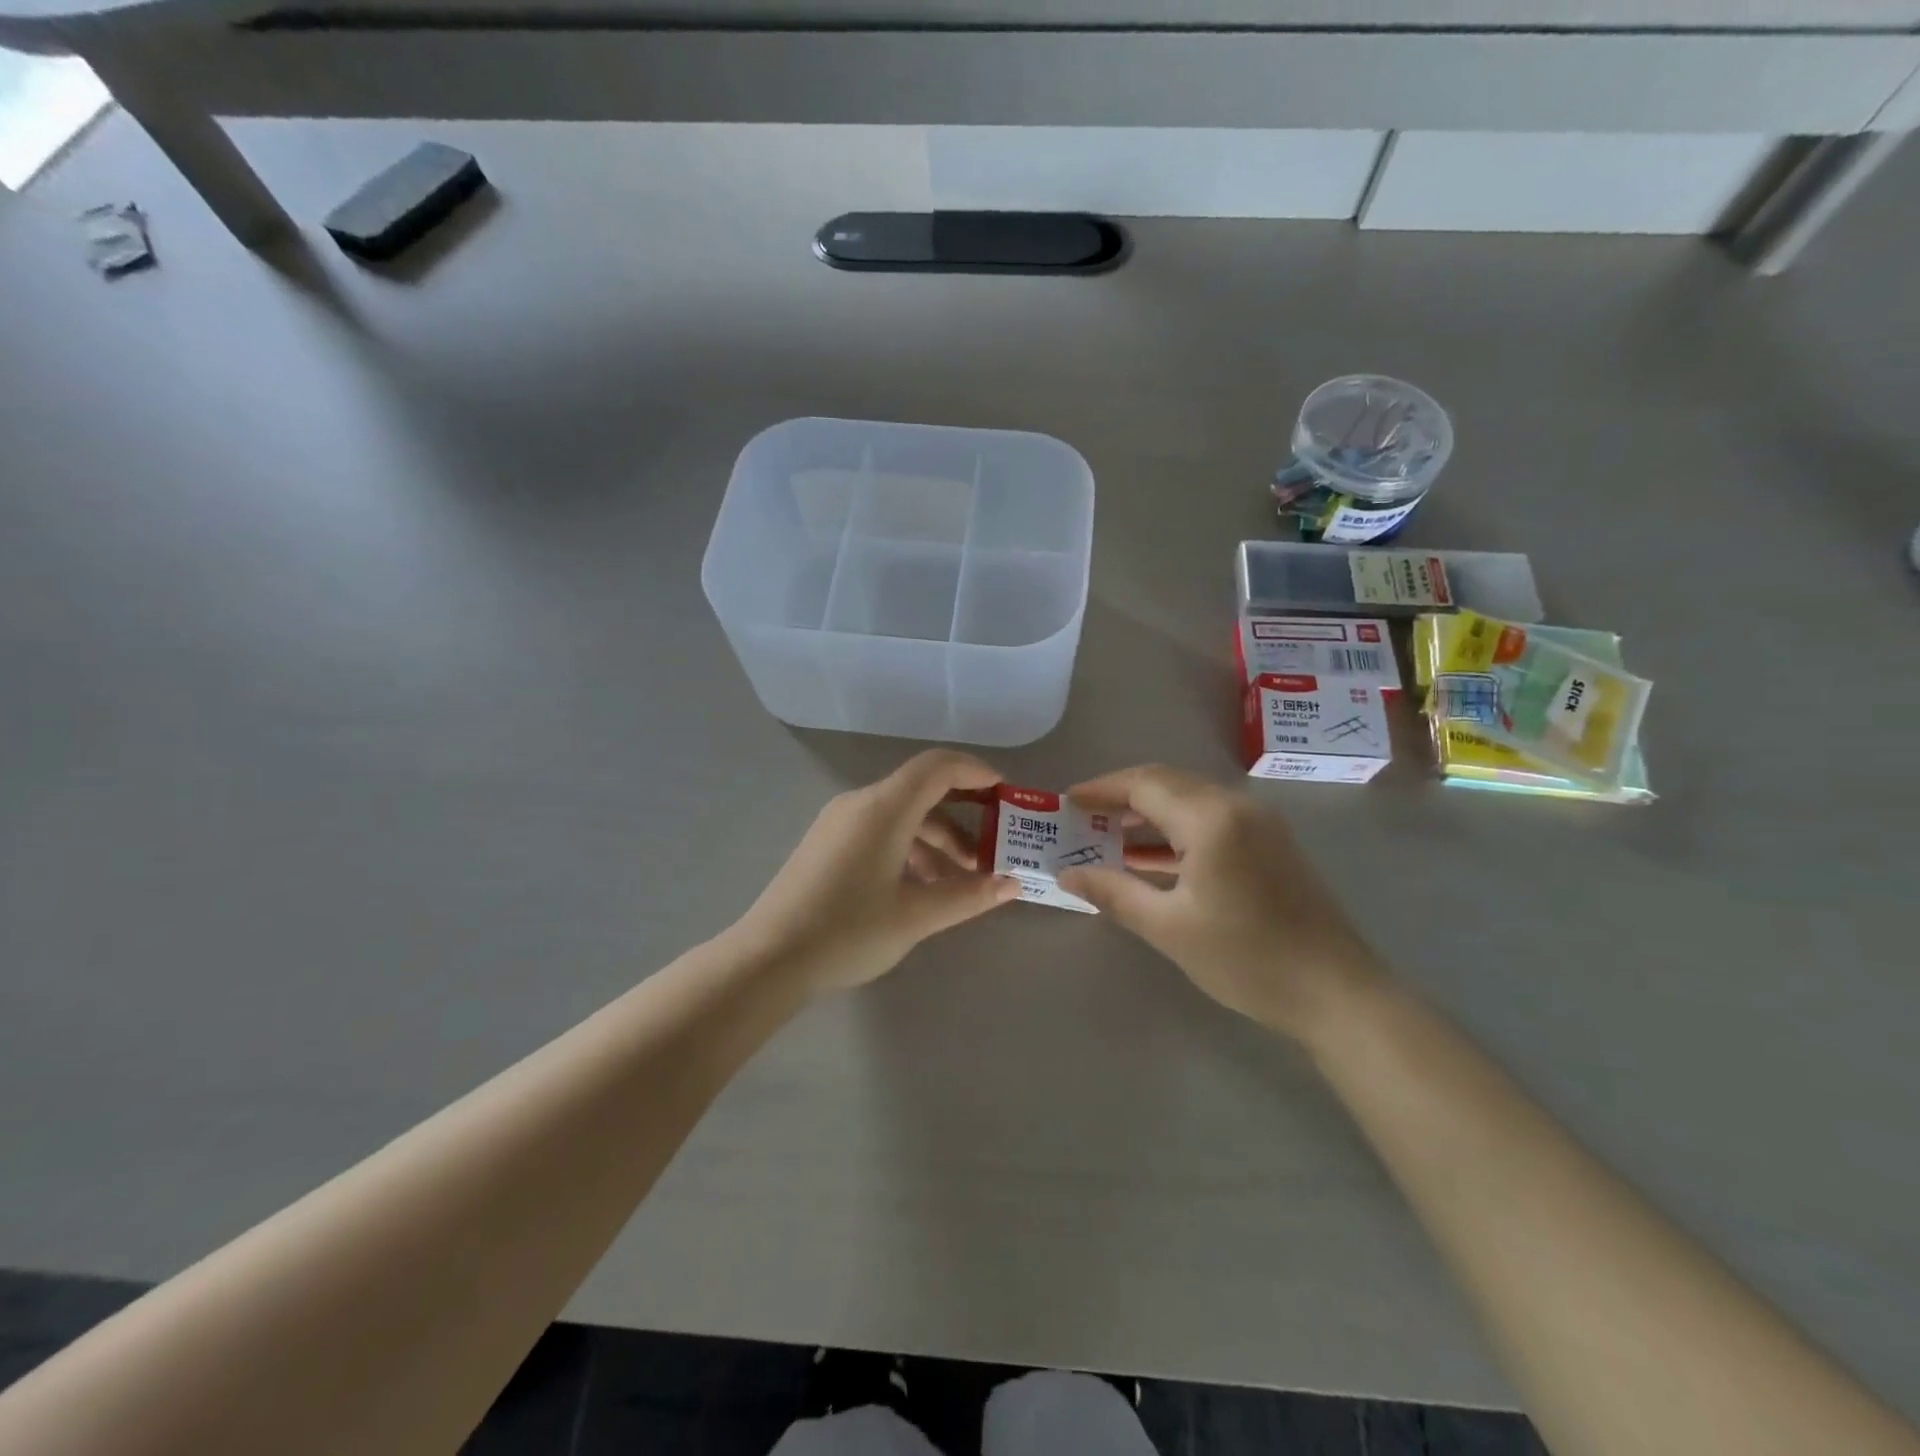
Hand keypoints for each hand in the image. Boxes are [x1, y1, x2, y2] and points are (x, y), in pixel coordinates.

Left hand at [731, 750, 1020, 994]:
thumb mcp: (916, 916)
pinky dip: (910, 849)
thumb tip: (1013, 884)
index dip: (976, 772)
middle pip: (921, 791)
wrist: (767, 960)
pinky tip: (922, 888)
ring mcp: (839, 823)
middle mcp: (860, 803)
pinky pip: (880, 831)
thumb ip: (969, 895)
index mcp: (884, 808)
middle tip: (992, 850)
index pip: (938, 767)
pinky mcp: (827, 844)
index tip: (1006, 794)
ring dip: (937, 840)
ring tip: (962, 881)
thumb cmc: (848, 931)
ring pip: (901, 816)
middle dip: (962, 817)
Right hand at [1058, 765, 1383, 1042]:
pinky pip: (1210, 820)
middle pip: (1166, 783)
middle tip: (1082, 818)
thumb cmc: (1247, 959)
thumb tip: (1067, 874)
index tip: (1066, 802)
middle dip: (1121, 797)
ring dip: (1147, 813)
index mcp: (1211, 818)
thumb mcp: (1169, 928)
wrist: (1338, 994)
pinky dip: (1174, 830)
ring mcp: (1258, 822)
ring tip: (1106, 837)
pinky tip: (1149, 857)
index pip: (1144, 784)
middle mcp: (1236, 806)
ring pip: (1189, 800)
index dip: (1101, 789)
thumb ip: (1114, 892)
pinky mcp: (1269, 843)